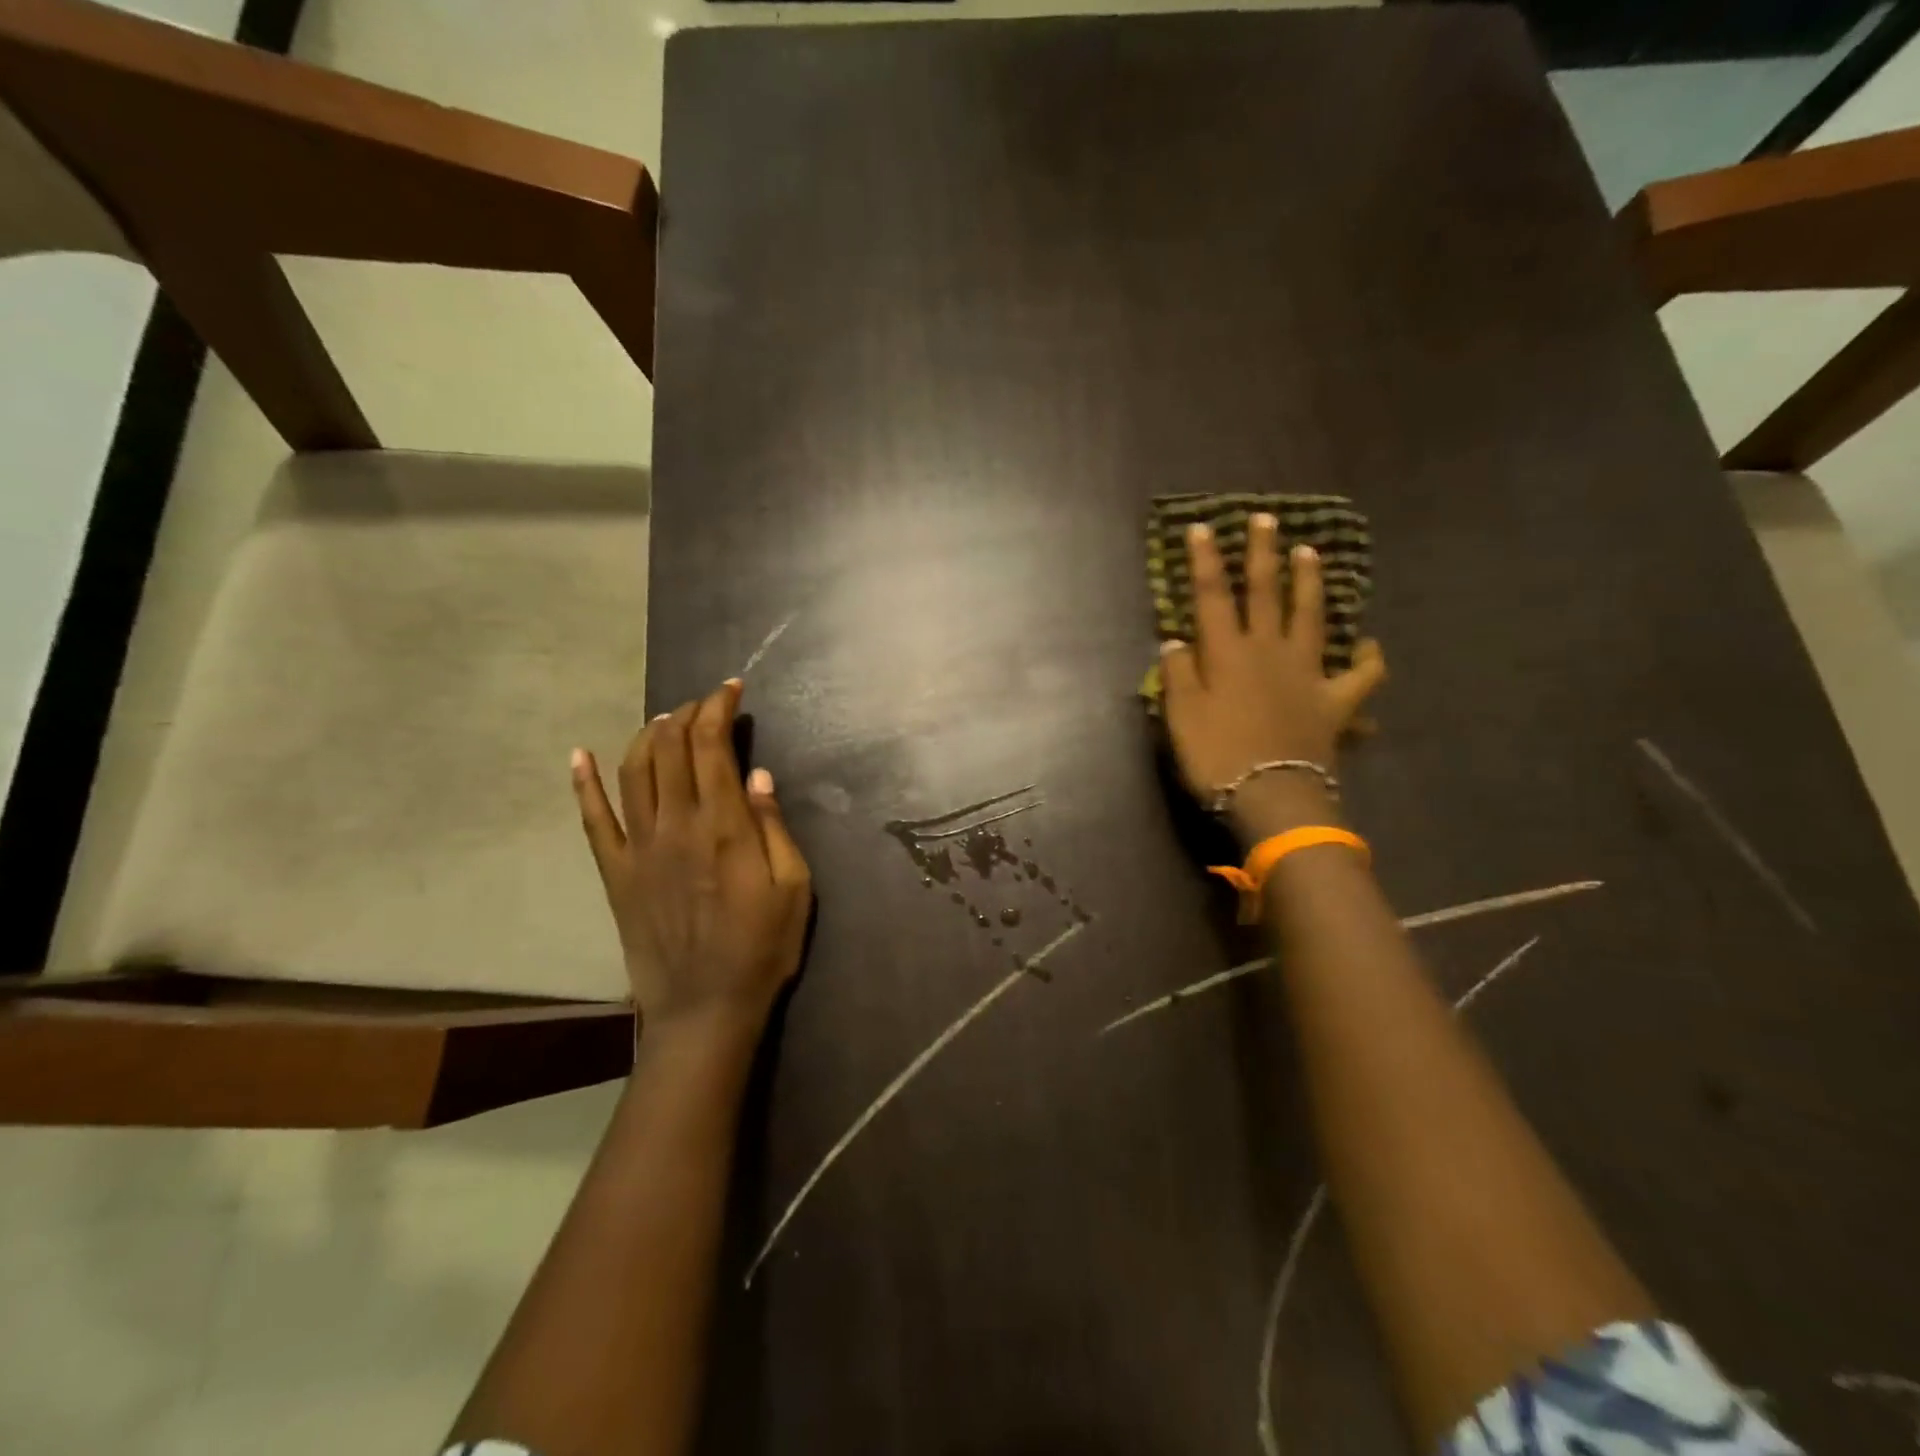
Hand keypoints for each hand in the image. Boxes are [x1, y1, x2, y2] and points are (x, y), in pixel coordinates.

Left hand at [572, 680, 811, 1034]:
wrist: (705, 1009)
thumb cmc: (763, 948)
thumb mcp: (795, 888)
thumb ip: (774, 827)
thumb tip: (758, 775)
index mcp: (724, 826)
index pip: (713, 746)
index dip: (719, 709)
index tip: (731, 689)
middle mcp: (677, 825)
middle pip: (671, 748)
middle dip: (687, 713)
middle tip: (705, 703)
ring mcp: (640, 848)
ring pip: (634, 772)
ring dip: (647, 735)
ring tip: (665, 720)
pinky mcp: (616, 873)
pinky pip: (593, 820)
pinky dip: (584, 783)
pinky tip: (580, 755)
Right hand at [1161, 514, 1385, 839]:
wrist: (1272, 795)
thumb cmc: (1217, 756)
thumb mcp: (1180, 716)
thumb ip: (1176, 674)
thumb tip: (1174, 641)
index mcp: (1227, 653)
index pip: (1212, 596)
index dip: (1205, 560)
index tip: (1203, 527)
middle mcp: (1269, 651)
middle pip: (1265, 593)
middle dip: (1262, 554)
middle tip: (1266, 518)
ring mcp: (1308, 673)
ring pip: (1311, 617)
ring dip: (1310, 583)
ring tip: (1311, 553)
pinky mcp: (1336, 701)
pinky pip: (1361, 675)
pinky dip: (1368, 658)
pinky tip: (1369, 645)